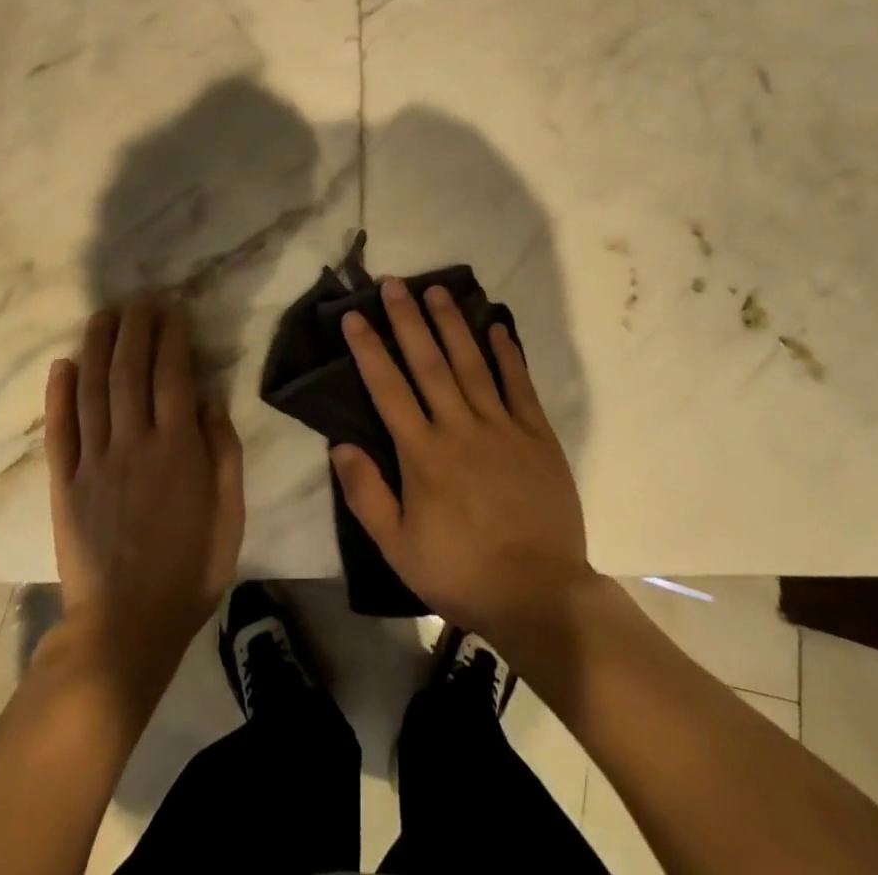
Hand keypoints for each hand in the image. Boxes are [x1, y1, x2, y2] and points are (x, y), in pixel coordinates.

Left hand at [45, 295, 244, 694]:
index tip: (172, 307)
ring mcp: (94, 462)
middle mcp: (133, 443)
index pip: (172, 374)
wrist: (125, 628)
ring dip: (97, 346)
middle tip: (140, 298)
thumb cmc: (189, 569)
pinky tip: (62, 364)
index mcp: (177, 448)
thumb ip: (223, 451)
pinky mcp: (64, 484)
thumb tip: (210, 399)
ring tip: (103, 314)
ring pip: (93, 390)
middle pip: (130, 370)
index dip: (171, 335)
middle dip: (136, 327)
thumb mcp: (229, 513)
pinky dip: (58, 395)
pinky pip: (59, 431)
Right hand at [331, 278, 592, 646]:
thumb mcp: (398, 547)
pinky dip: (508, 354)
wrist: (538, 595)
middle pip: (428, 363)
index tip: (354, 316)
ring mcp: (502, 427)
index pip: (388, 389)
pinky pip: (519, 385)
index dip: (368, 350)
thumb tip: (339, 445)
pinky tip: (496, 327)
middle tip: (394, 283)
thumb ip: (366, 494)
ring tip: (436, 291)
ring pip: (471, 363)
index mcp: (422, 454)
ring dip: (452, 324)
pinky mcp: (537, 435)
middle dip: (408, 320)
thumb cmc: (460, 572)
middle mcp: (459, 428)